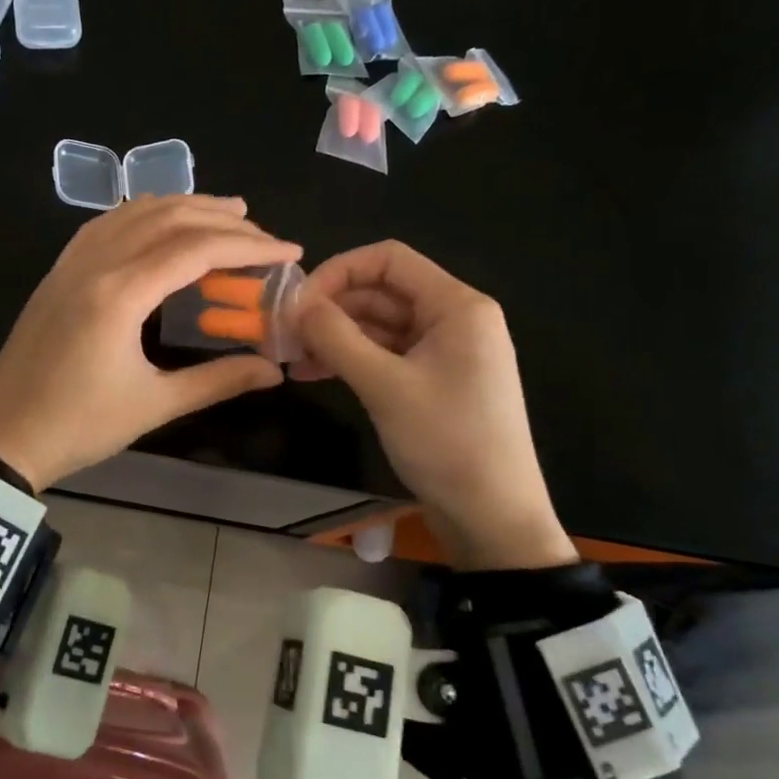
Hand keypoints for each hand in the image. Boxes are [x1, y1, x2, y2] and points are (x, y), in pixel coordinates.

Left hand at [0, 195, 301, 489]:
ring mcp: (70, 264)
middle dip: (221, 219)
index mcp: (120, 293)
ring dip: (182, 207)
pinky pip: (104, 225)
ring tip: (223, 213)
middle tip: (261, 231)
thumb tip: (274, 371)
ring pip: (133, 213)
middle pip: (167, 218)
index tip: (289, 250)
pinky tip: (158, 222)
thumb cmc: (78, 426)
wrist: (1, 437)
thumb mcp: (154, 405)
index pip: (196, 249)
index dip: (249, 245)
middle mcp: (95, 264)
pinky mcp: (57, 273)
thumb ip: (218, 380)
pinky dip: (141, 214)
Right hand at [291, 241, 576, 570]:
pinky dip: (352, 359)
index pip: (389, 259)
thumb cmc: (447, 443)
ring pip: (380, 325)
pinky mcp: (433, 381)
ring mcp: (444, 352)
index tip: (298, 301)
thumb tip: (294, 303)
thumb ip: (337, 337)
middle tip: (284, 333)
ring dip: (335, 336)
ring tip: (291, 357)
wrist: (494, 519)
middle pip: (382, 292)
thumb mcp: (385, 386)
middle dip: (331, 308)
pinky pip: (386, 355)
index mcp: (456, 306)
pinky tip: (313, 374)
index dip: (338, 270)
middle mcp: (453, 319)